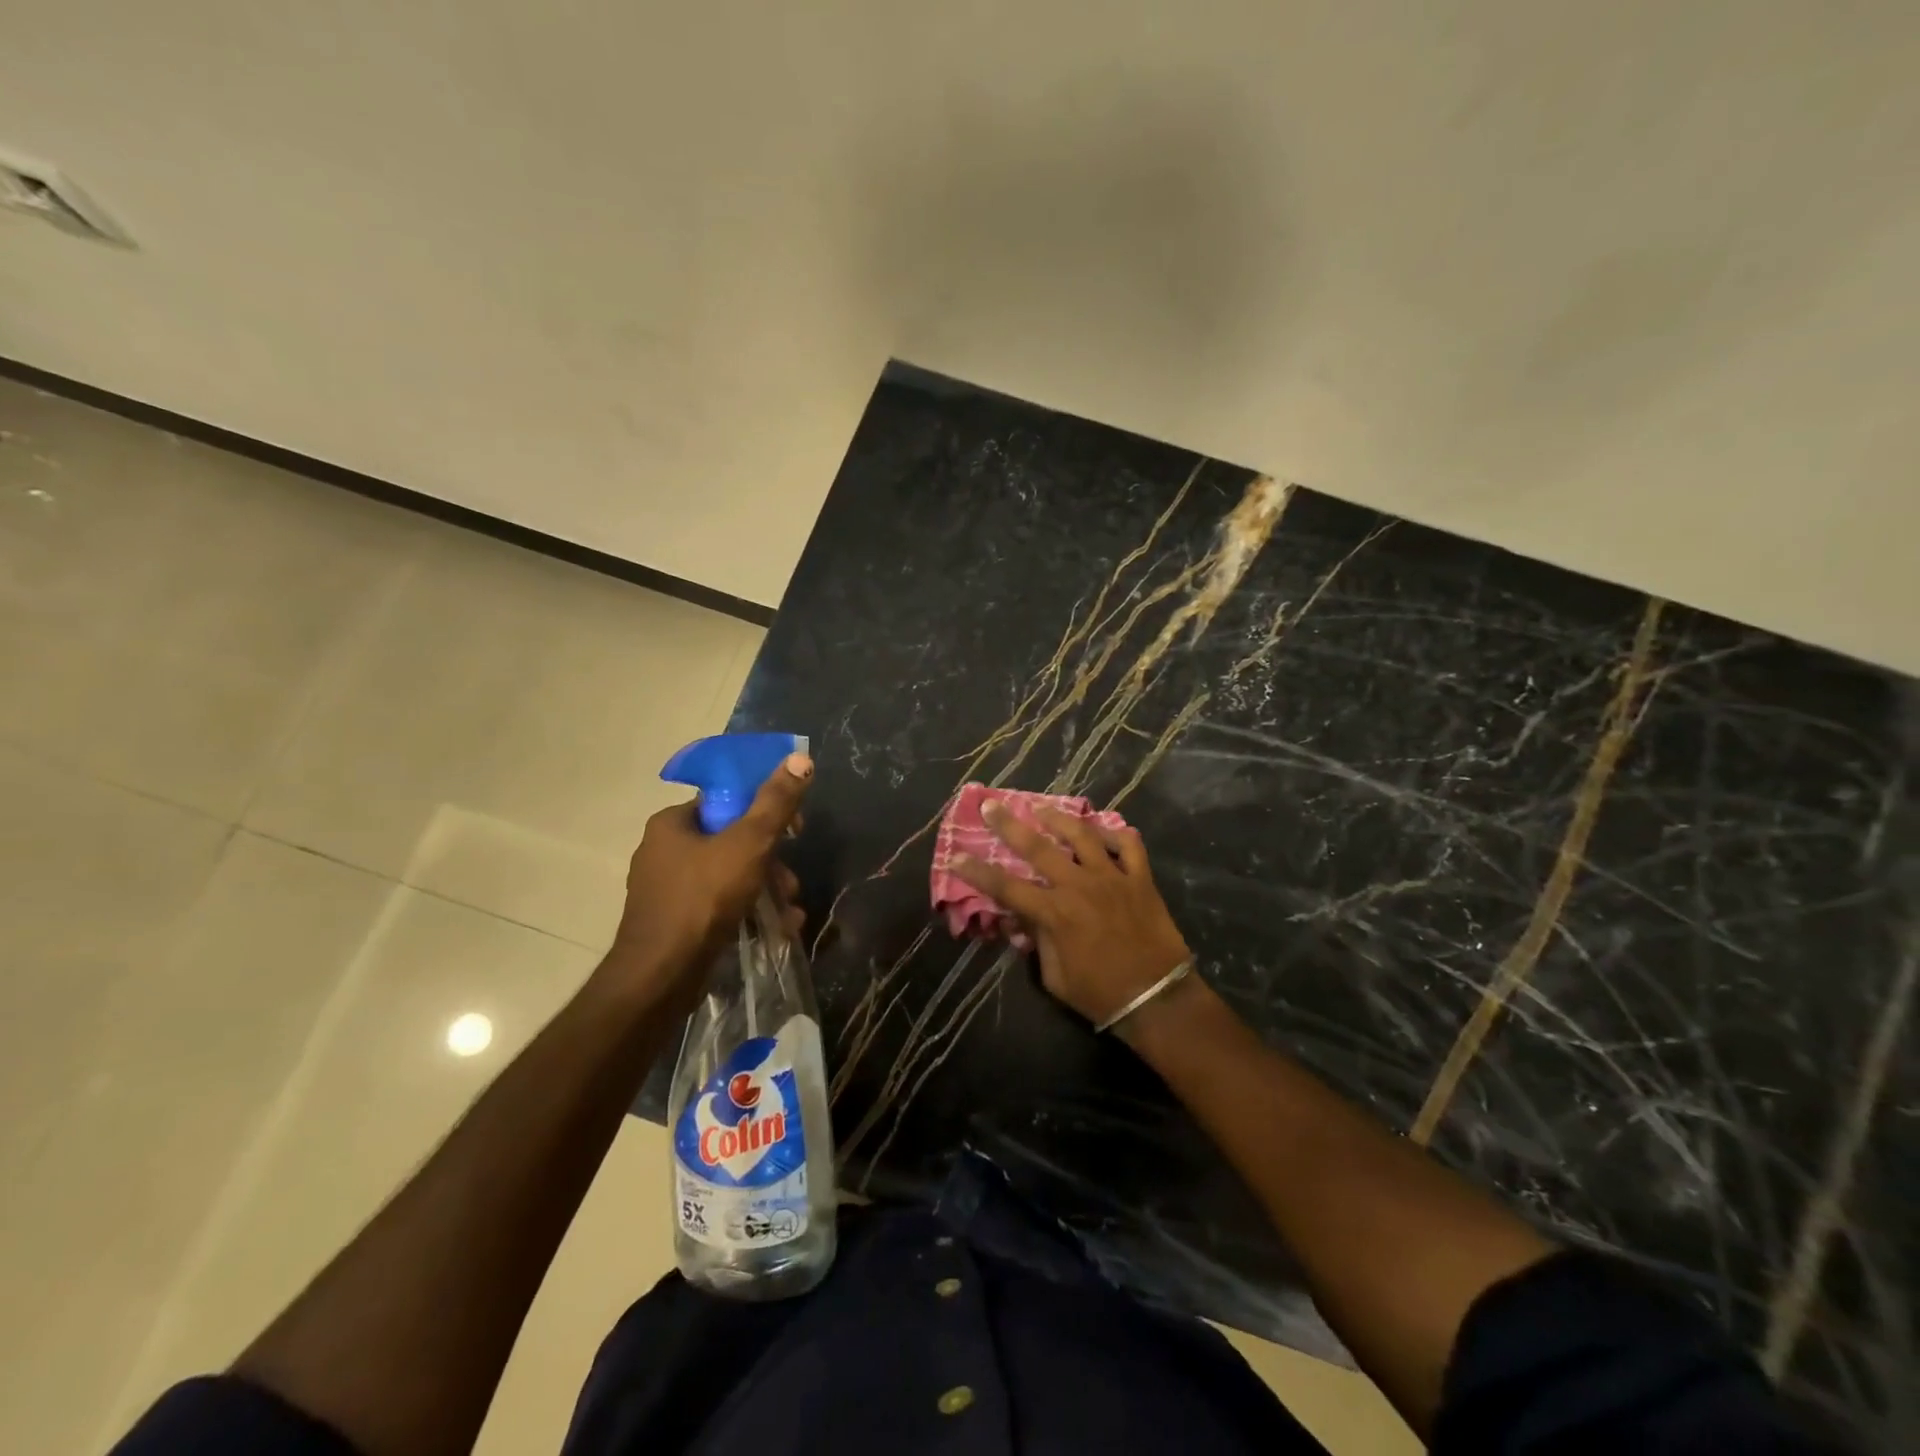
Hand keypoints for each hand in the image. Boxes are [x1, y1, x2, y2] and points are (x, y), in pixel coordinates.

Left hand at [603, 752, 811, 1010]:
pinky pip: (720, 905)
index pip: (727, 801)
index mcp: (672, 823)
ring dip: (767, 890)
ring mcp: (668, 890)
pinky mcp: (675, 923)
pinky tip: (776, 929)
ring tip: (789, 912)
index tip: (795, 829)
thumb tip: (801, 757)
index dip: (766, 810)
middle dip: (772, 861)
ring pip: (731, 876)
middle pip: (733, 841)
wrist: (660, 977)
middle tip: (791, 882)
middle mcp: (665, 851)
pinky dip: (749, 912)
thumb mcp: (749, 843)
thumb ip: (776, 802)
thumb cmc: (703, 899)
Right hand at [952, 801, 1192, 1037]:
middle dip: (1010, 825)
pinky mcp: (1140, 879)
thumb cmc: (1100, 993)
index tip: (956, 856)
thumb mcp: (1054, 977)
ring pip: (1082, 835)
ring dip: (1058, 818)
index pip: (1006, 887)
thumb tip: (1020, 920)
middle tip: (992, 805)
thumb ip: (1036, 942)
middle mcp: (1079, 886)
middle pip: (1037, 848)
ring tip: (1041, 807)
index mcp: (1054, 912)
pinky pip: (1129, 846)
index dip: (977, 872)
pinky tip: (1103, 829)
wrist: (1157, 998)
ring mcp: (1112, 877)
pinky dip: (1116, 833)